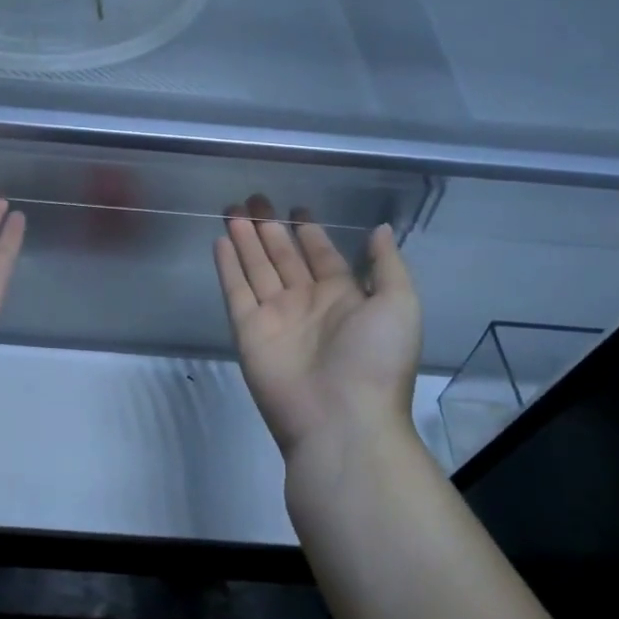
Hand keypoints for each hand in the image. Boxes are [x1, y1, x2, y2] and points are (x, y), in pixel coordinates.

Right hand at [214, 196, 421, 459]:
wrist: (341, 420)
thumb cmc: (376, 360)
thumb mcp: (398, 305)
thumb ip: (387, 265)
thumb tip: (380, 229)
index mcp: (344, 297)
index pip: (322, 256)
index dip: (310, 232)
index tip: (297, 207)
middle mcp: (307, 303)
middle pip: (284, 257)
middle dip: (270, 228)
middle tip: (254, 198)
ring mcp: (275, 316)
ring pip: (257, 268)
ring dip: (245, 239)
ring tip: (232, 209)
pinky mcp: (249, 330)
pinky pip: (236, 290)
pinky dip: (228, 266)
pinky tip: (220, 240)